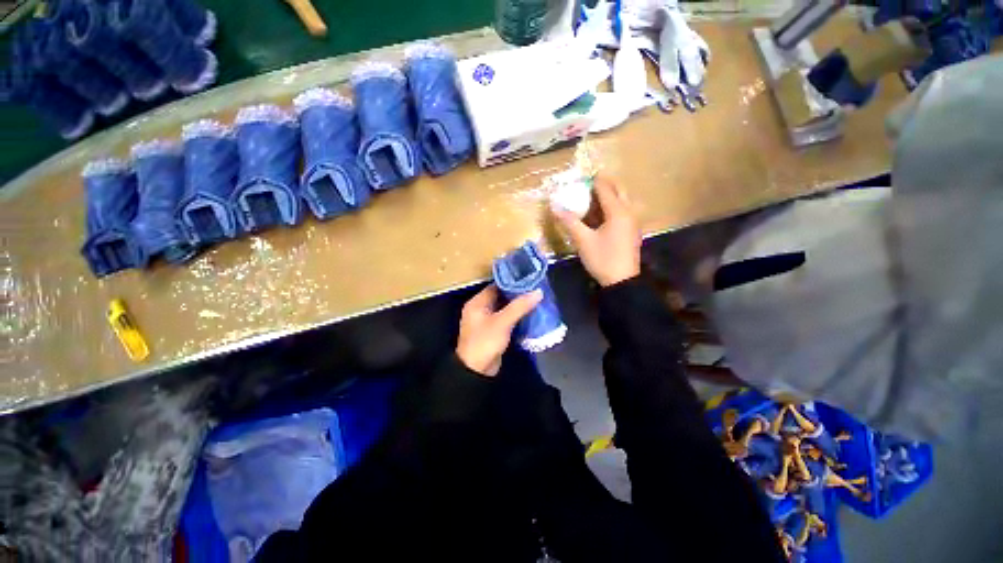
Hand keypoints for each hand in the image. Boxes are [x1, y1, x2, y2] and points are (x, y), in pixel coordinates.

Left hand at [456, 285, 542, 376]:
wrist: (476, 371)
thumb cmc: (485, 342)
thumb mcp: (502, 322)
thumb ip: (520, 306)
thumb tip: (538, 292)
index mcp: (477, 302)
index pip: (496, 286)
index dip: (512, 282)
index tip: (529, 279)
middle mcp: (480, 309)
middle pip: (501, 297)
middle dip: (517, 294)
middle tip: (535, 289)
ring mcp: (487, 321)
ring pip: (505, 308)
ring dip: (518, 306)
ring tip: (536, 300)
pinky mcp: (494, 331)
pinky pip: (506, 319)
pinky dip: (516, 317)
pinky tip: (530, 314)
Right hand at [552, 175, 641, 286]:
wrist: (622, 282)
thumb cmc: (602, 259)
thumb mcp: (583, 240)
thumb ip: (569, 221)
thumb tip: (554, 206)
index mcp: (617, 211)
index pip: (605, 188)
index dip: (592, 181)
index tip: (580, 179)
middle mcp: (628, 212)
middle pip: (618, 190)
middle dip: (604, 184)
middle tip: (587, 185)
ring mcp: (633, 222)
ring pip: (623, 200)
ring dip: (610, 195)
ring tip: (593, 197)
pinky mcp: (632, 231)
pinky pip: (624, 210)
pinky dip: (613, 206)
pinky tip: (602, 214)